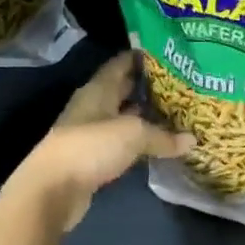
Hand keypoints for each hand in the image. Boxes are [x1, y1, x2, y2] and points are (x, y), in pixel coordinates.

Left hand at [7, 52, 192, 230]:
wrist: (52, 190)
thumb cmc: (91, 147)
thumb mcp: (133, 134)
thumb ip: (163, 136)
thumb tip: (192, 140)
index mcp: (98, 89)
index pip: (121, 63)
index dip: (143, 57)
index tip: (170, 54)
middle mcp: (93, 106)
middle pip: (123, 90)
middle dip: (148, 87)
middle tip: (181, 84)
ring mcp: (91, 132)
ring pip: (123, 117)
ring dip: (145, 115)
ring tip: (176, 111)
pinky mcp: (93, 157)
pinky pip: (121, 142)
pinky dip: (139, 140)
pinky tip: (159, 142)